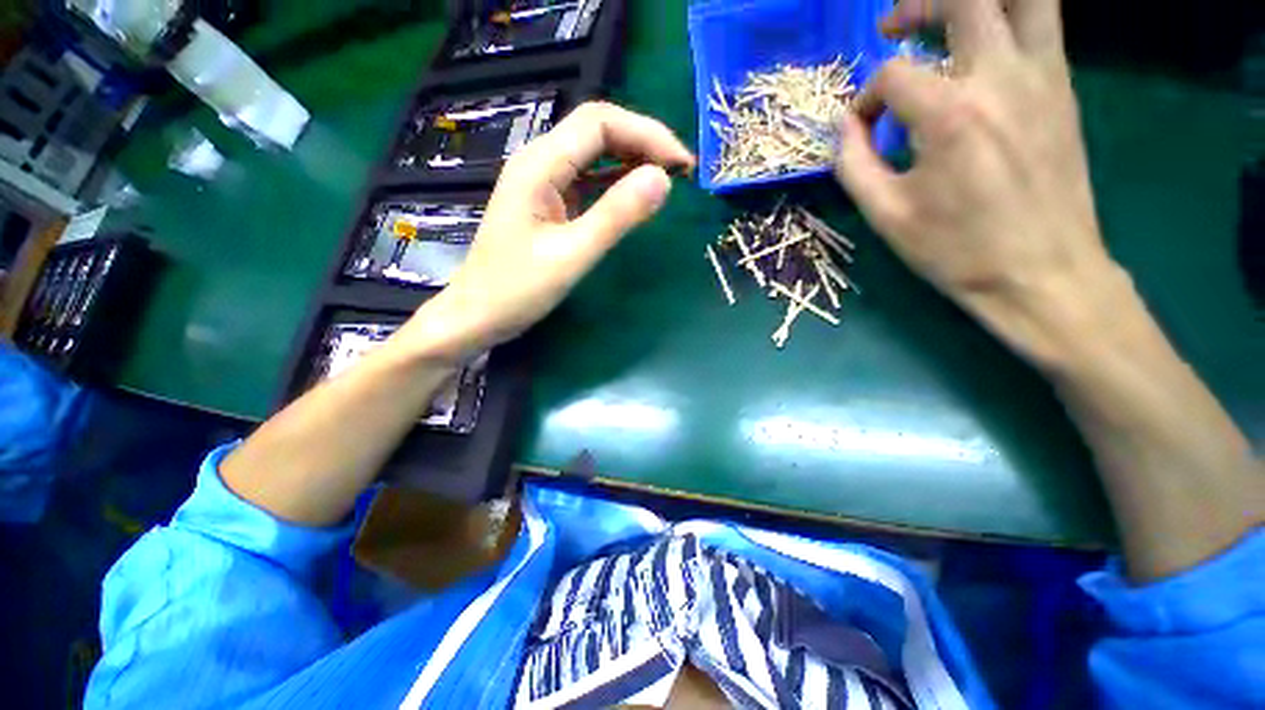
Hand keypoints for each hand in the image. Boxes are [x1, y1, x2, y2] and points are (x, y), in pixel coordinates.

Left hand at [400, 102, 694, 362]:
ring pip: (593, 154)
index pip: (599, 123)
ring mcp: (541, 183)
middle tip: (681, 173)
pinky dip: (615, 182)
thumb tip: (662, 179)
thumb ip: (616, 216)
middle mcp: (538, 163)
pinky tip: (633, 196)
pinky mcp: (547, 203)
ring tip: (665, 181)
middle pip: (597, 131)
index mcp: (539, 166)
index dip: (646, 134)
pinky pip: (586, 180)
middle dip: (643, 143)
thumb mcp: (571, 256)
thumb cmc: (517, 290)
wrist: (476, 315)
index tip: (682, 165)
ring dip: (631, 161)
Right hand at [836, 0, 1123, 367]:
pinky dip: (1009, 17)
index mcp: (949, 114)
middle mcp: (1000, 77)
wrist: (1042, 272)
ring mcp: (1042, 75)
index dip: (866, 99)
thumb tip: (846, 127)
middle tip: (893, 27)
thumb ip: (853, 163)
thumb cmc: (956, 249)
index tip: (862, 129)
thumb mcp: (885, 215)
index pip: (892, 77)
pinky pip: (1042, 22)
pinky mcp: (1063, 87)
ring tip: (944, 19)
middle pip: (962, 0)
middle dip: (918, 7)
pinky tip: (983, 45)